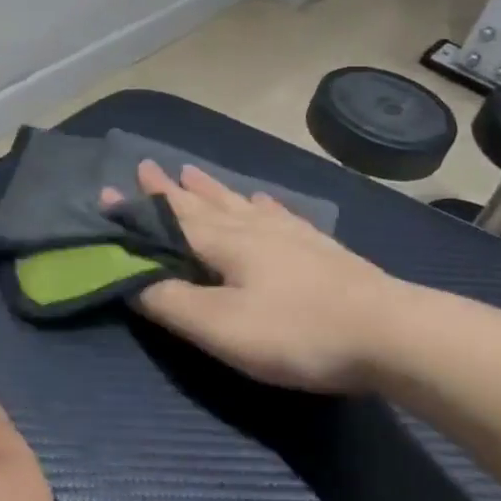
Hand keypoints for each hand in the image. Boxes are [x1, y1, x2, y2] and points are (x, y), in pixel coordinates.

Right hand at [105, 161, 402, 393]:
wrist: (391, 333)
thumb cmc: (296, 332)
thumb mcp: (220, 327)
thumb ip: (170, 302)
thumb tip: (129, 280)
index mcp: (224, 242)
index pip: (169, 219)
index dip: (138, 209)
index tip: (109, 190)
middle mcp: (252, 227)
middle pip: (203, 202)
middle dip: (170, 189)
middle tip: (148, 166)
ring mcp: (290, 234)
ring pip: (239, 203)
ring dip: (211, 189)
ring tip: (192, 172)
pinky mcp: (319, 247)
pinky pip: (278, 214)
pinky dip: (261, 204)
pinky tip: (262, 200)